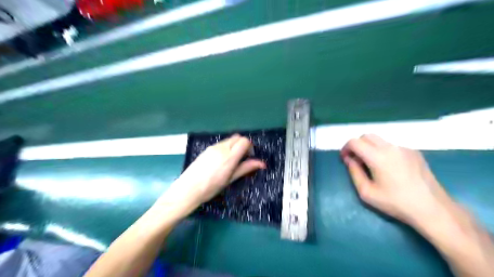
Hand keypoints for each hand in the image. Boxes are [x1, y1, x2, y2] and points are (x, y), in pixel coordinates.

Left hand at [158, 136, 265, 218]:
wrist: (188, 189)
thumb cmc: (211, 187)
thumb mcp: (230, 179)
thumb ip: (246, 168)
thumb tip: (262, 163)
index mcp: (229, 156)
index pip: (244, 141)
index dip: (249, 147)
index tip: (248, 157)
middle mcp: (222, 148)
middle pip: (237, 137)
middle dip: (243, 145)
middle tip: (242, 158)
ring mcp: (213, 147)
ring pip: (229, 140)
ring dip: (234, 146)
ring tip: (231, 161)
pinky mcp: (206, 149)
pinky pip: (220, 143)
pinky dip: (226, 147)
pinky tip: (221, 160)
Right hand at [342, 134, 456, 226]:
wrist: (432, 209)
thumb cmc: (395, 203)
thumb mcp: (367, 192)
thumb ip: (354, 172)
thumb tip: (349, 159)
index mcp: (377, 156)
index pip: (355, 142)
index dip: (346, 148)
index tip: (345, 158)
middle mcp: (390, 147)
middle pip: (367, 136)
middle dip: (357, 145)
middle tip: (356, 160)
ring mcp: (404, 148)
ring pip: (380, 140)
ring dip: (370, 148)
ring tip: (372, 165)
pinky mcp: (415, 152)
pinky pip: (392, 147)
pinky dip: (384, 152)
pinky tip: (389, 168)